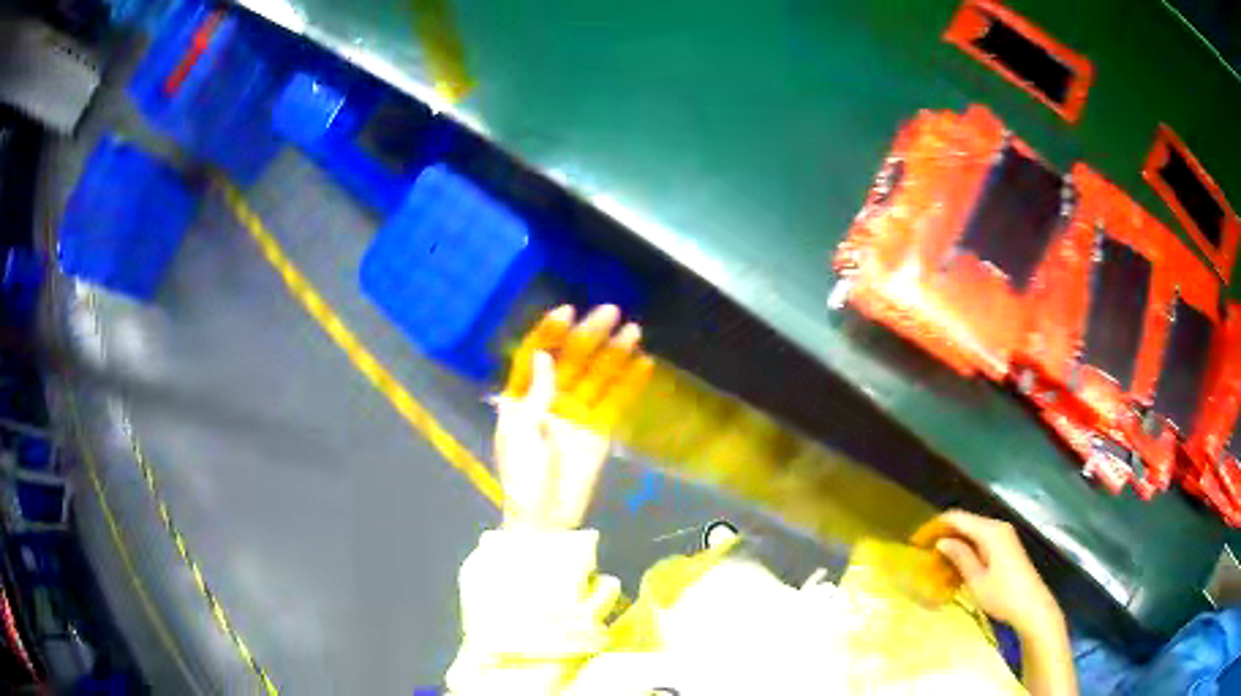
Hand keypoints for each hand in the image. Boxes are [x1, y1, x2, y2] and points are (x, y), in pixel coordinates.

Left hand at [495, 305, 652, 530]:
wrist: (546, 517)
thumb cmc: (523, 477)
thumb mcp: (520, 435)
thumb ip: (535, 395)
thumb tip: (543, 356)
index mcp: (523, 398)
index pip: (535, 355)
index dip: (549, 332)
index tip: (567, 311)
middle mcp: (550, 398)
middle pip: (571, 360)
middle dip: (589, 335)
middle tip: (611, 312)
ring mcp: (576, 413)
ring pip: (597, 376)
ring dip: (615, 353)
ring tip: (634, 330)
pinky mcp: (599, 430)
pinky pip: (615, 402)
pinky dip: (629, 384)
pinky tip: (644, 364)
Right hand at [911, 510, 1061, 636]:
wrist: (1032, 606)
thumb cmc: (1003, 594)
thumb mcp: (976, 580)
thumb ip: (960, 557)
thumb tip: (942, 541)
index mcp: (990, 531)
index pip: (957, 518)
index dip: (935, 526)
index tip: (915, 541)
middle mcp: (998, 527)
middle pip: (966, 523)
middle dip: (943, 534)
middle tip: (923, 553)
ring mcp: (1004, 537)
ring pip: (973, 533)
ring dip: (954, 543)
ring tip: (935, 562)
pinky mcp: (1006, 547)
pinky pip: (981, 541)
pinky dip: (966, 549)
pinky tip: (956, 566)